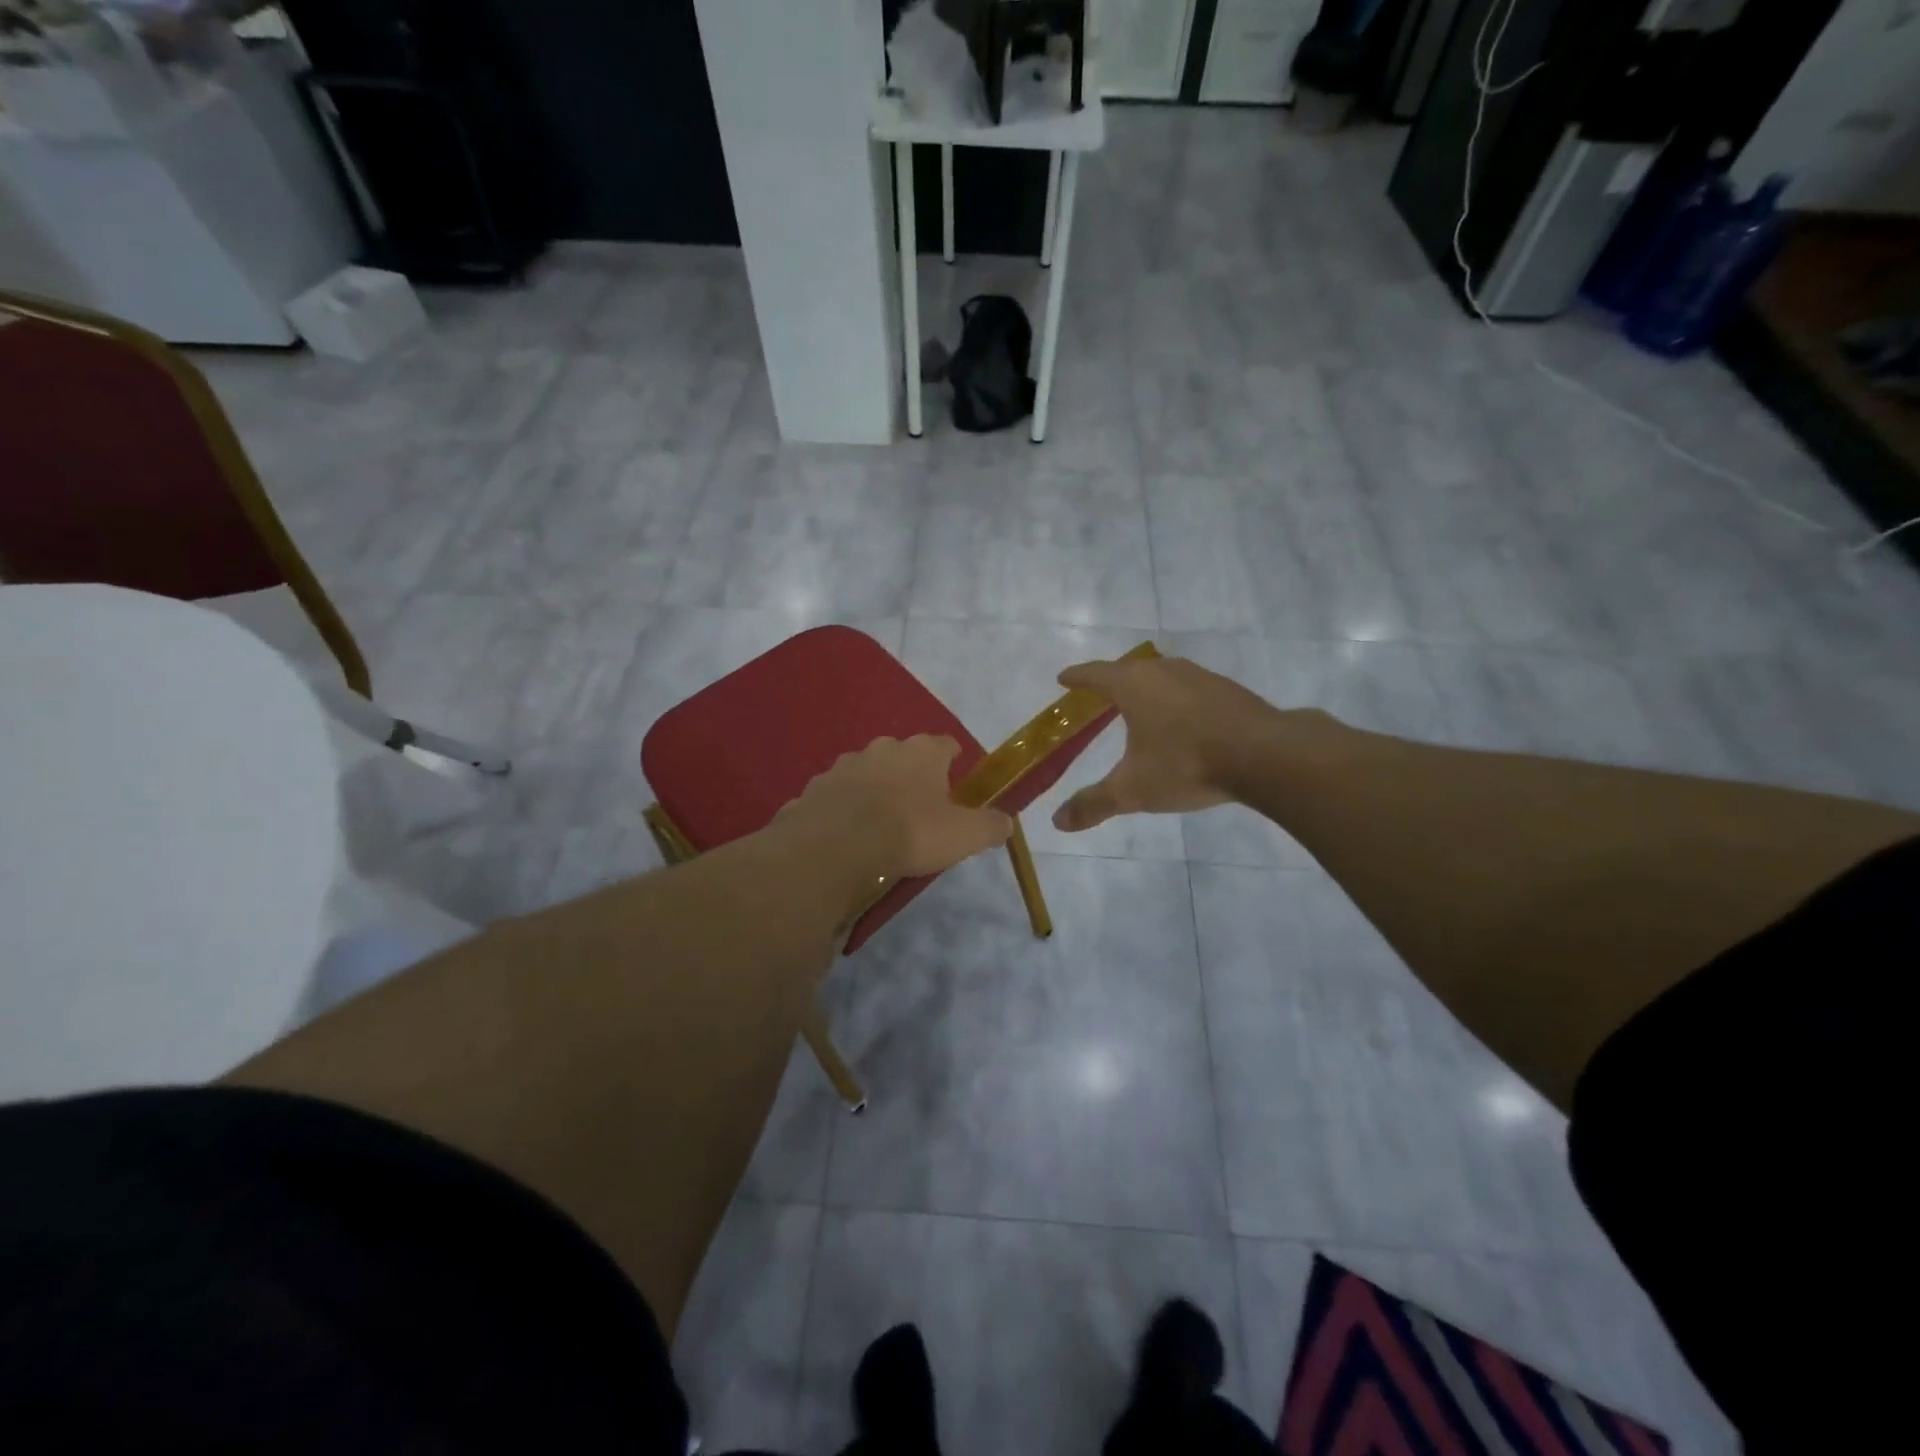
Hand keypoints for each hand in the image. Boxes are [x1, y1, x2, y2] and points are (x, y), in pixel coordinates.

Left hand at [780, 736, 1012, 890]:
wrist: (837, 845)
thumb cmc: (909, 832)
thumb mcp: (963, 836)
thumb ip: (990, 826)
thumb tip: (1006, 822)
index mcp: (923, 751)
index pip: (946, 745)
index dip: (953, 761)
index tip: (955, 782)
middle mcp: (884, 747)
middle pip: (904, 755)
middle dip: (912, 775)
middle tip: (918, 808)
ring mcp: (846, 764)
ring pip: (868, 771)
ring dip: (876, 789)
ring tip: (880, 822)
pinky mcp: (817, 786)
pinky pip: (838, 794)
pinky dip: (845, 807)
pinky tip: (847, 832)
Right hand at [1050, 655, 1295, 831]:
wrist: (1265, 755)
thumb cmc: (1186, 764)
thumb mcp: (1133, 790)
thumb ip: (1094, 804)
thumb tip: (1058, 822)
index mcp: (1133, 685)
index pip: (1095, 675)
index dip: (1077, 677)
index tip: (1063, 678)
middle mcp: (1165, 670)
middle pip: (1130, 670)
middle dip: (1113, 681)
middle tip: (1101, 694)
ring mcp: (1201, 677)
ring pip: (1164, 676)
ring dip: (1149, 688)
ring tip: (1142, 706)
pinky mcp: (1229, 690)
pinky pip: (1191, 689)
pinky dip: (1178, 700)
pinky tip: (1184, 720)